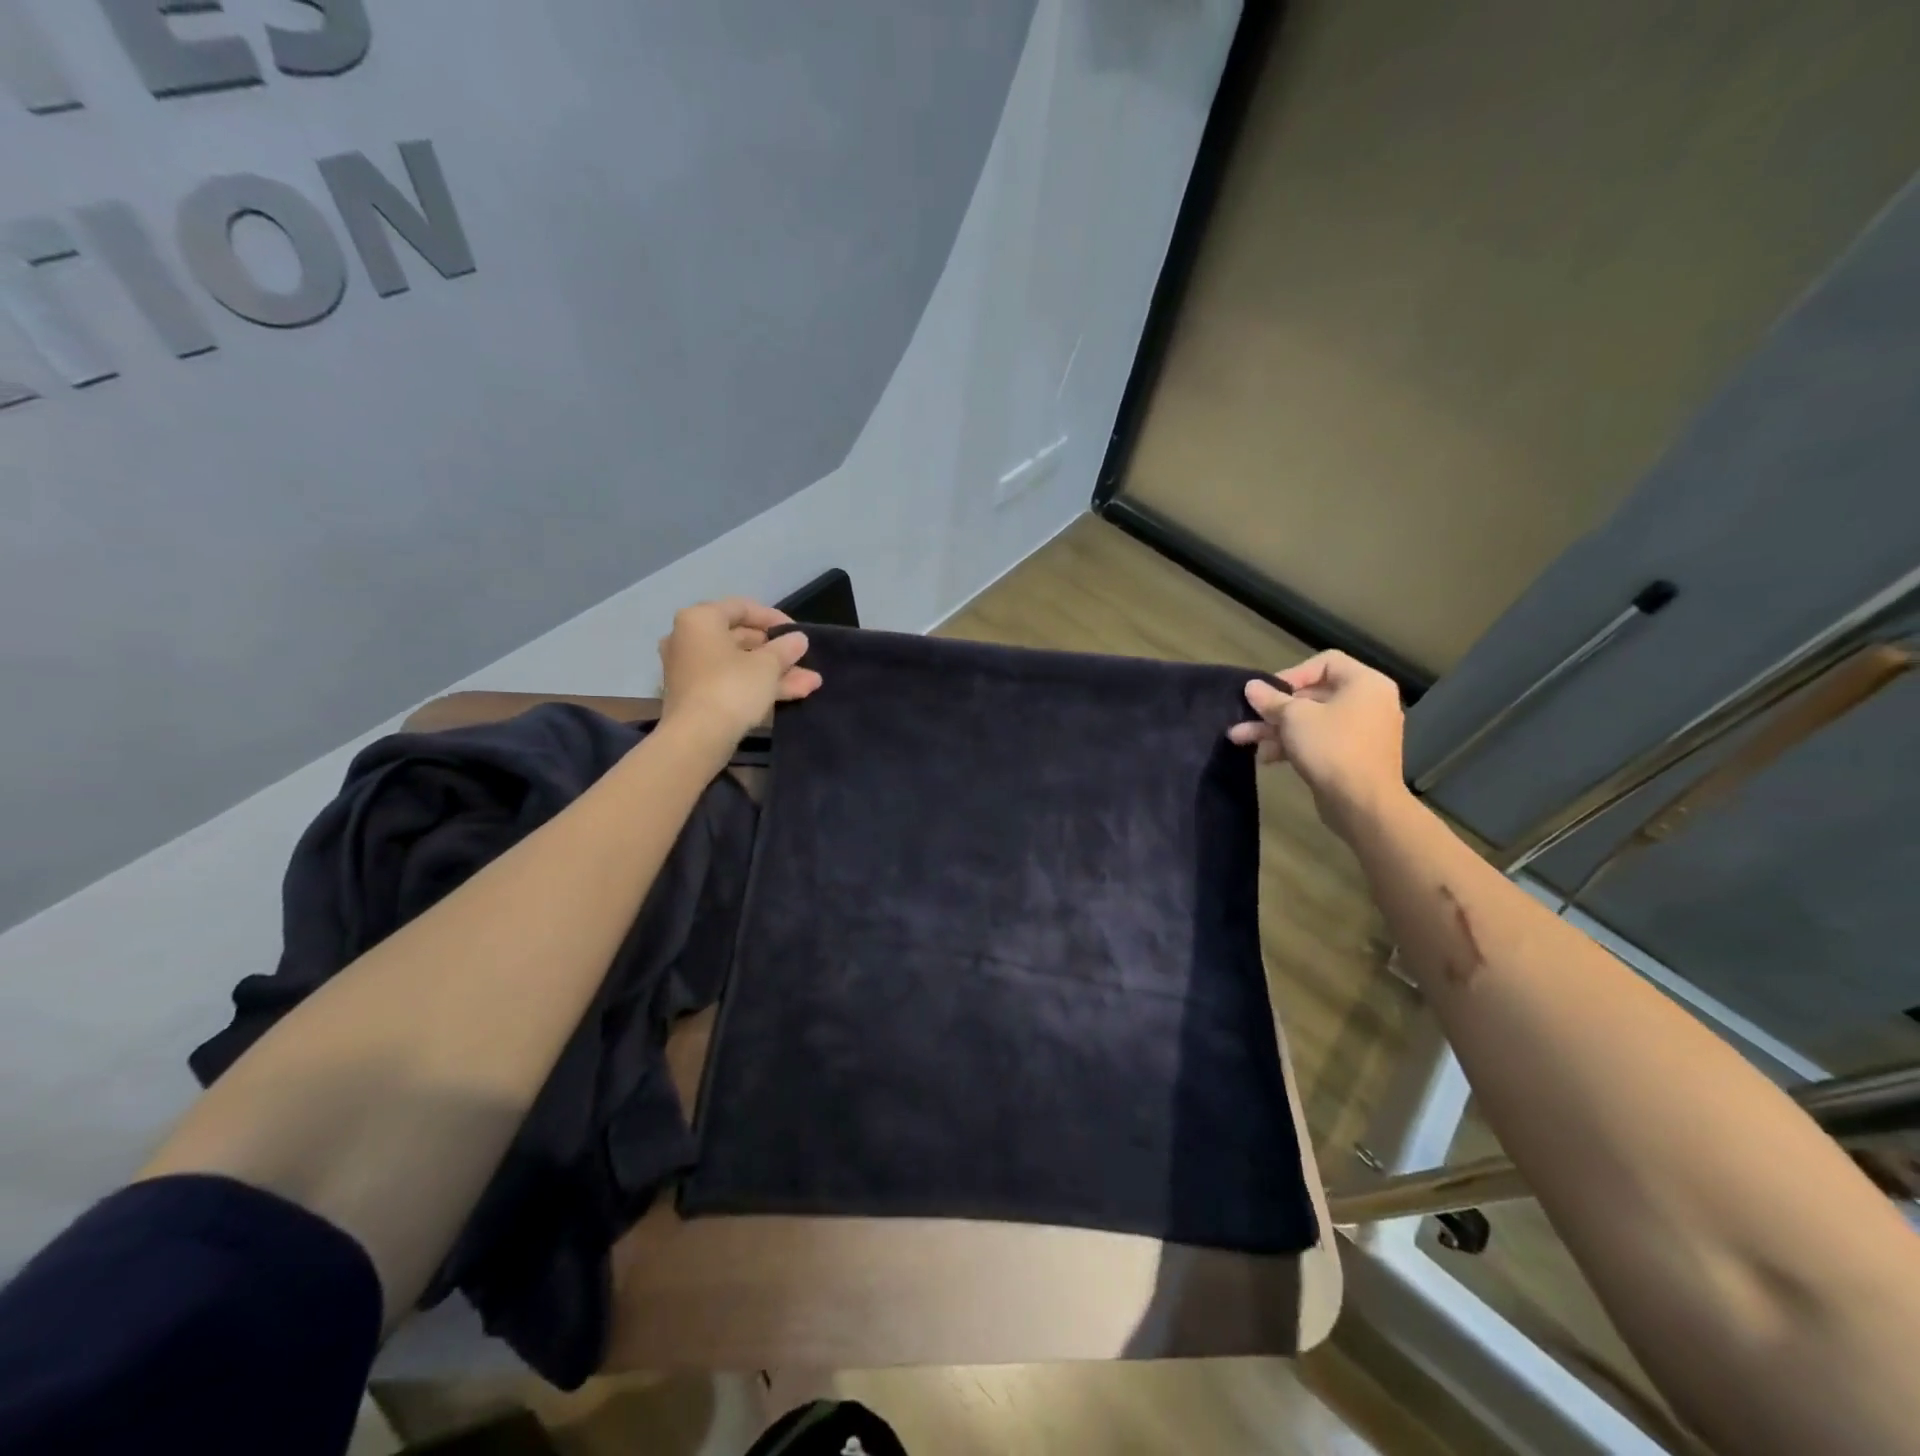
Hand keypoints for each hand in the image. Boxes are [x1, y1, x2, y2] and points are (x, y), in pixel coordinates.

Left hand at [657, 598, 822, 742]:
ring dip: (775, 672)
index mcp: (700, 620)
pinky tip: (793, 694)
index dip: (774, 618)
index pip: (742, 607)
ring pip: (739, 664)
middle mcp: (689, 639)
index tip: (797, 633)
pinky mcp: (695, 696)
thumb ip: (785, 648)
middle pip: (741, 638)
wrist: (697, 738)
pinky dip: (757, 686)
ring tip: (810, 682)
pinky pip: (731, 682)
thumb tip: (798, 639)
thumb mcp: (767, 665)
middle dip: (777, 652)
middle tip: (804, 660)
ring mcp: (690, 670)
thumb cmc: (731, 687)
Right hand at [1227, 650, 1407, 832]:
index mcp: (1365, 683)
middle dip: (1274, 708)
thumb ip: (1271, 700)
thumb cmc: (1331, 747)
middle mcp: (1369, 703)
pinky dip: (1294, 745)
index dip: (1292, 673)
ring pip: (1312, 721)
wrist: (1362, 803)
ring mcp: (1363, 732)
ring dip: (1275, 729)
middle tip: (1246, 717)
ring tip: (1241, 739)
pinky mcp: (1353, 757)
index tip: (1268, 692)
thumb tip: (1251, 686)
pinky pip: (1320, 741)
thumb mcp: (1294, 718)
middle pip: (1314, 695)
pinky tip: (1266, 758)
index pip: (1326, 662)